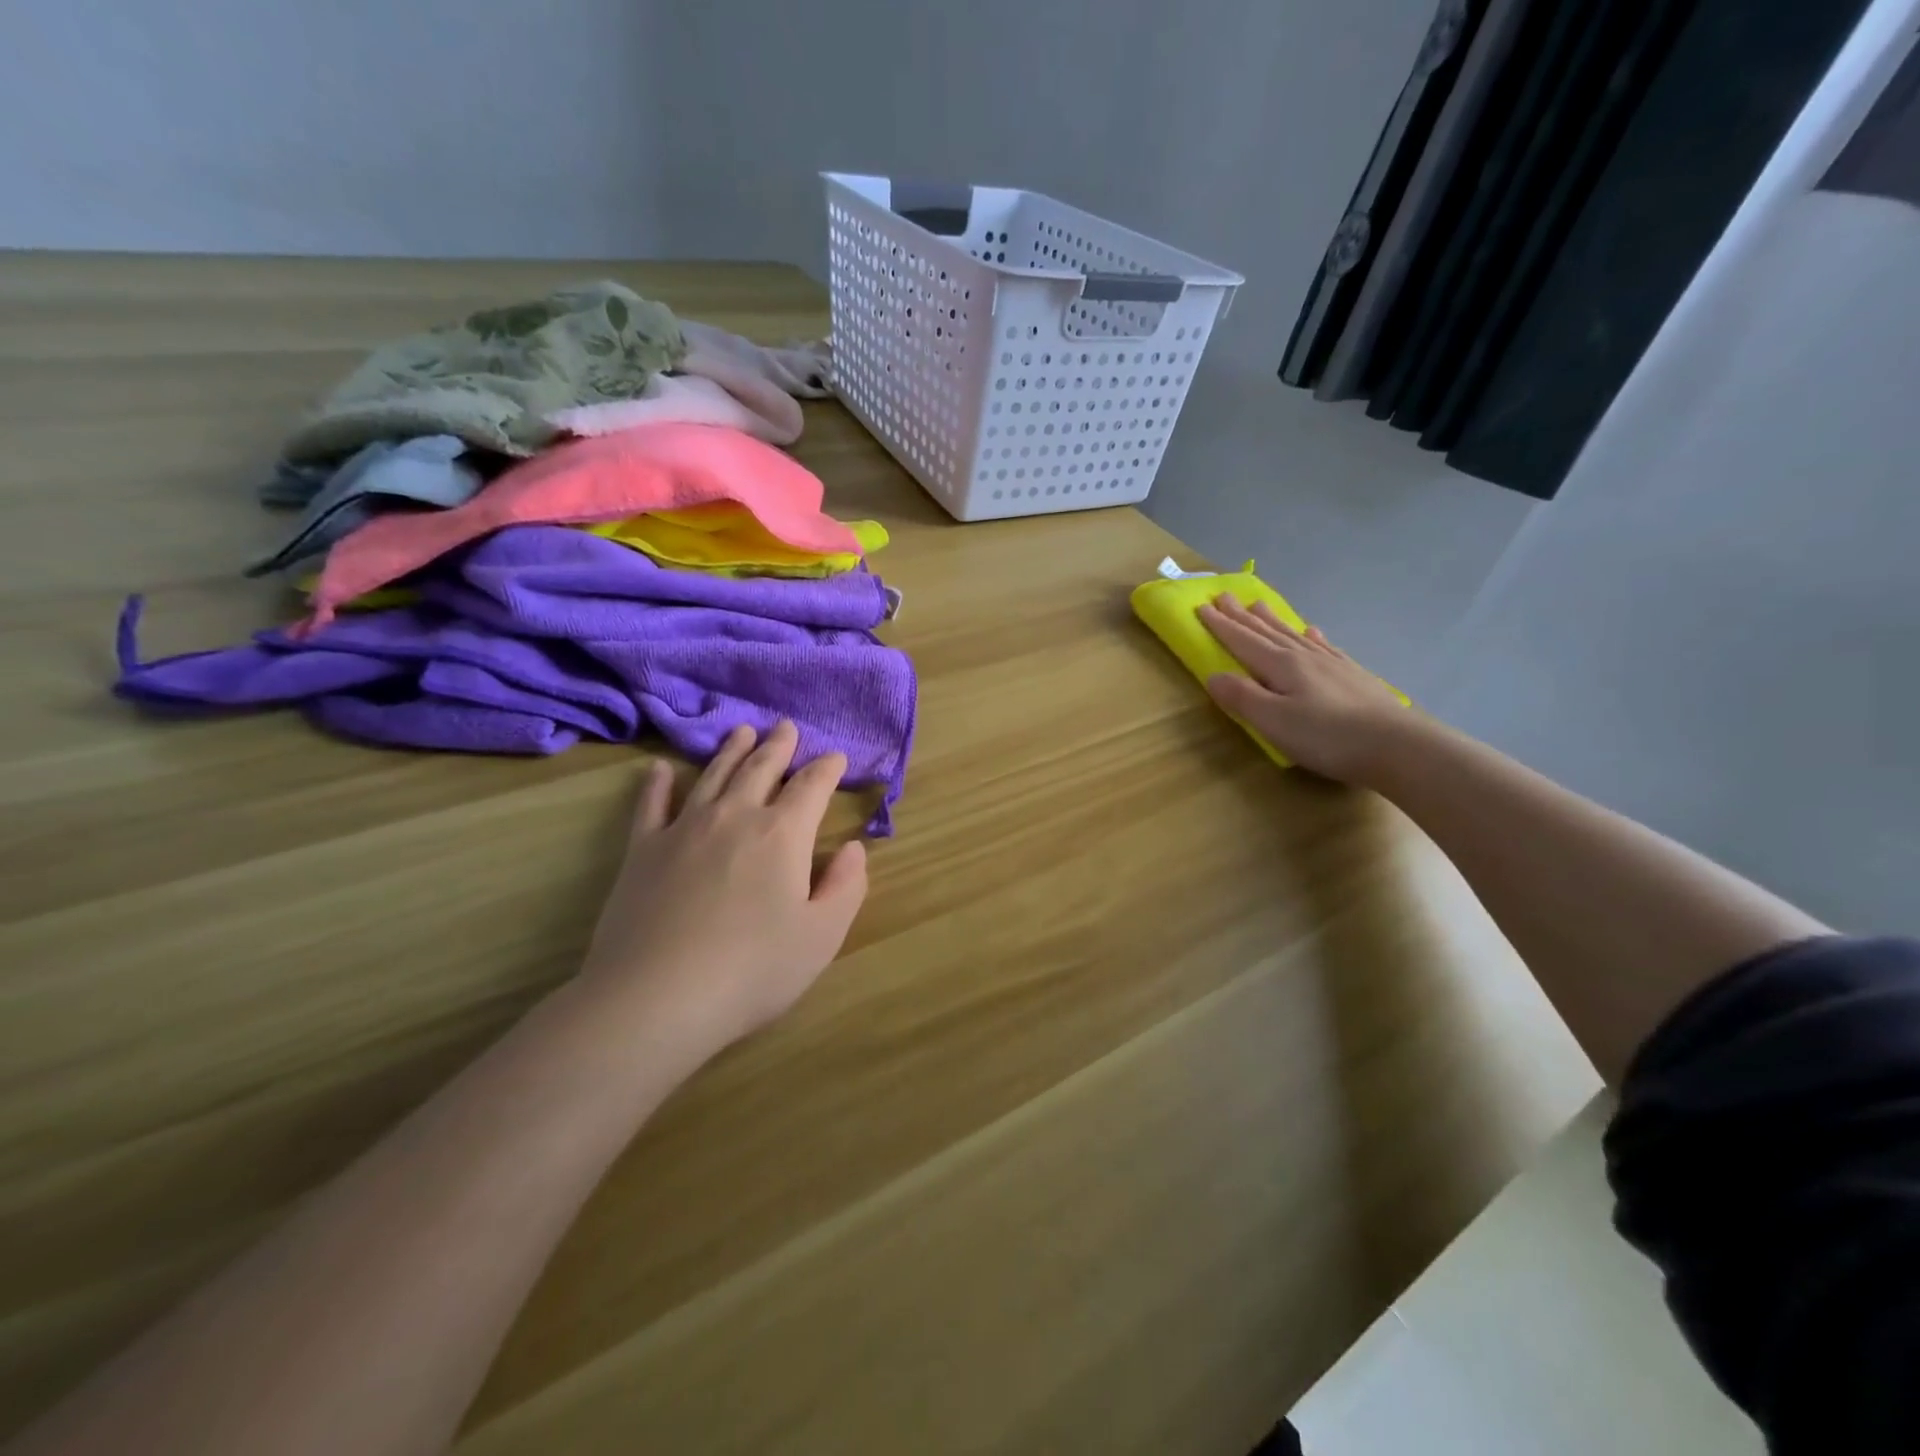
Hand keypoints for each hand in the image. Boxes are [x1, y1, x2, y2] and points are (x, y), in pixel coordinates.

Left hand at [580, 721, 867, 1057]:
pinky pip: (651, 805)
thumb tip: (853, 848)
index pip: (811, 787)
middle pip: (761, 769)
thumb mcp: (822, 936)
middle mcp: (735, 817)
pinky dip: (658, 783)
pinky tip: (661, 769)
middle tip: (786, 726)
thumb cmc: (753, 970)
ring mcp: (684, 829)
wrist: (657, 998)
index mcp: (783, 834)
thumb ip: (846, 886)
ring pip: (713, 776)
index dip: (827, 769)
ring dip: (731, 751)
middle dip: (779, 746)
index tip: (836, 757)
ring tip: (742, 731)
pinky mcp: (643, 851)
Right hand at [1197, 594, 1414, 785]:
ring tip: (1258, 605)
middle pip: (1266, 632)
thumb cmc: (1327, 736)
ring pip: (1292, 635)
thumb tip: (1213, 675)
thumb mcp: (1273, 721)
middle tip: (1224, 596)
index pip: (1243, 641)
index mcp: (1281, 666)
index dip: (1221, 625)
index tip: (1201, 607)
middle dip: (1241, 616)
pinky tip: (1311, 631)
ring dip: (1271, 620)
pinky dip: (1311, 637)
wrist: (1397, 746)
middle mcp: (1304, 657)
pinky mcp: (1352, 677)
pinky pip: (1324, 648)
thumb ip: (1241, 697)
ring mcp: (1331, 664)